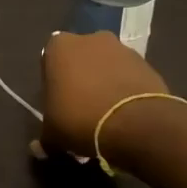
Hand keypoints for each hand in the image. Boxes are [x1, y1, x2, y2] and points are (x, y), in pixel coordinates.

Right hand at [39, 31, 174, 159]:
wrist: (136, 123)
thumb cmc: (81, 119)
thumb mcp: (53, 134)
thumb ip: (45, 137)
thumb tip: (39, 148)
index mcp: (59, 47)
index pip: (50, 60)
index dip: (54, 82)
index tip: (58, 103)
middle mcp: (90, 39)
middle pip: (81, 59)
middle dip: (81, 78)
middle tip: (81, 107)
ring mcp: (122, 48)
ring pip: (107, 66)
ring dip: (105, 82)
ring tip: (106, 113)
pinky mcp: (147, 63)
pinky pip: (129, 75)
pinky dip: (126, 89)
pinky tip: (125, 113)